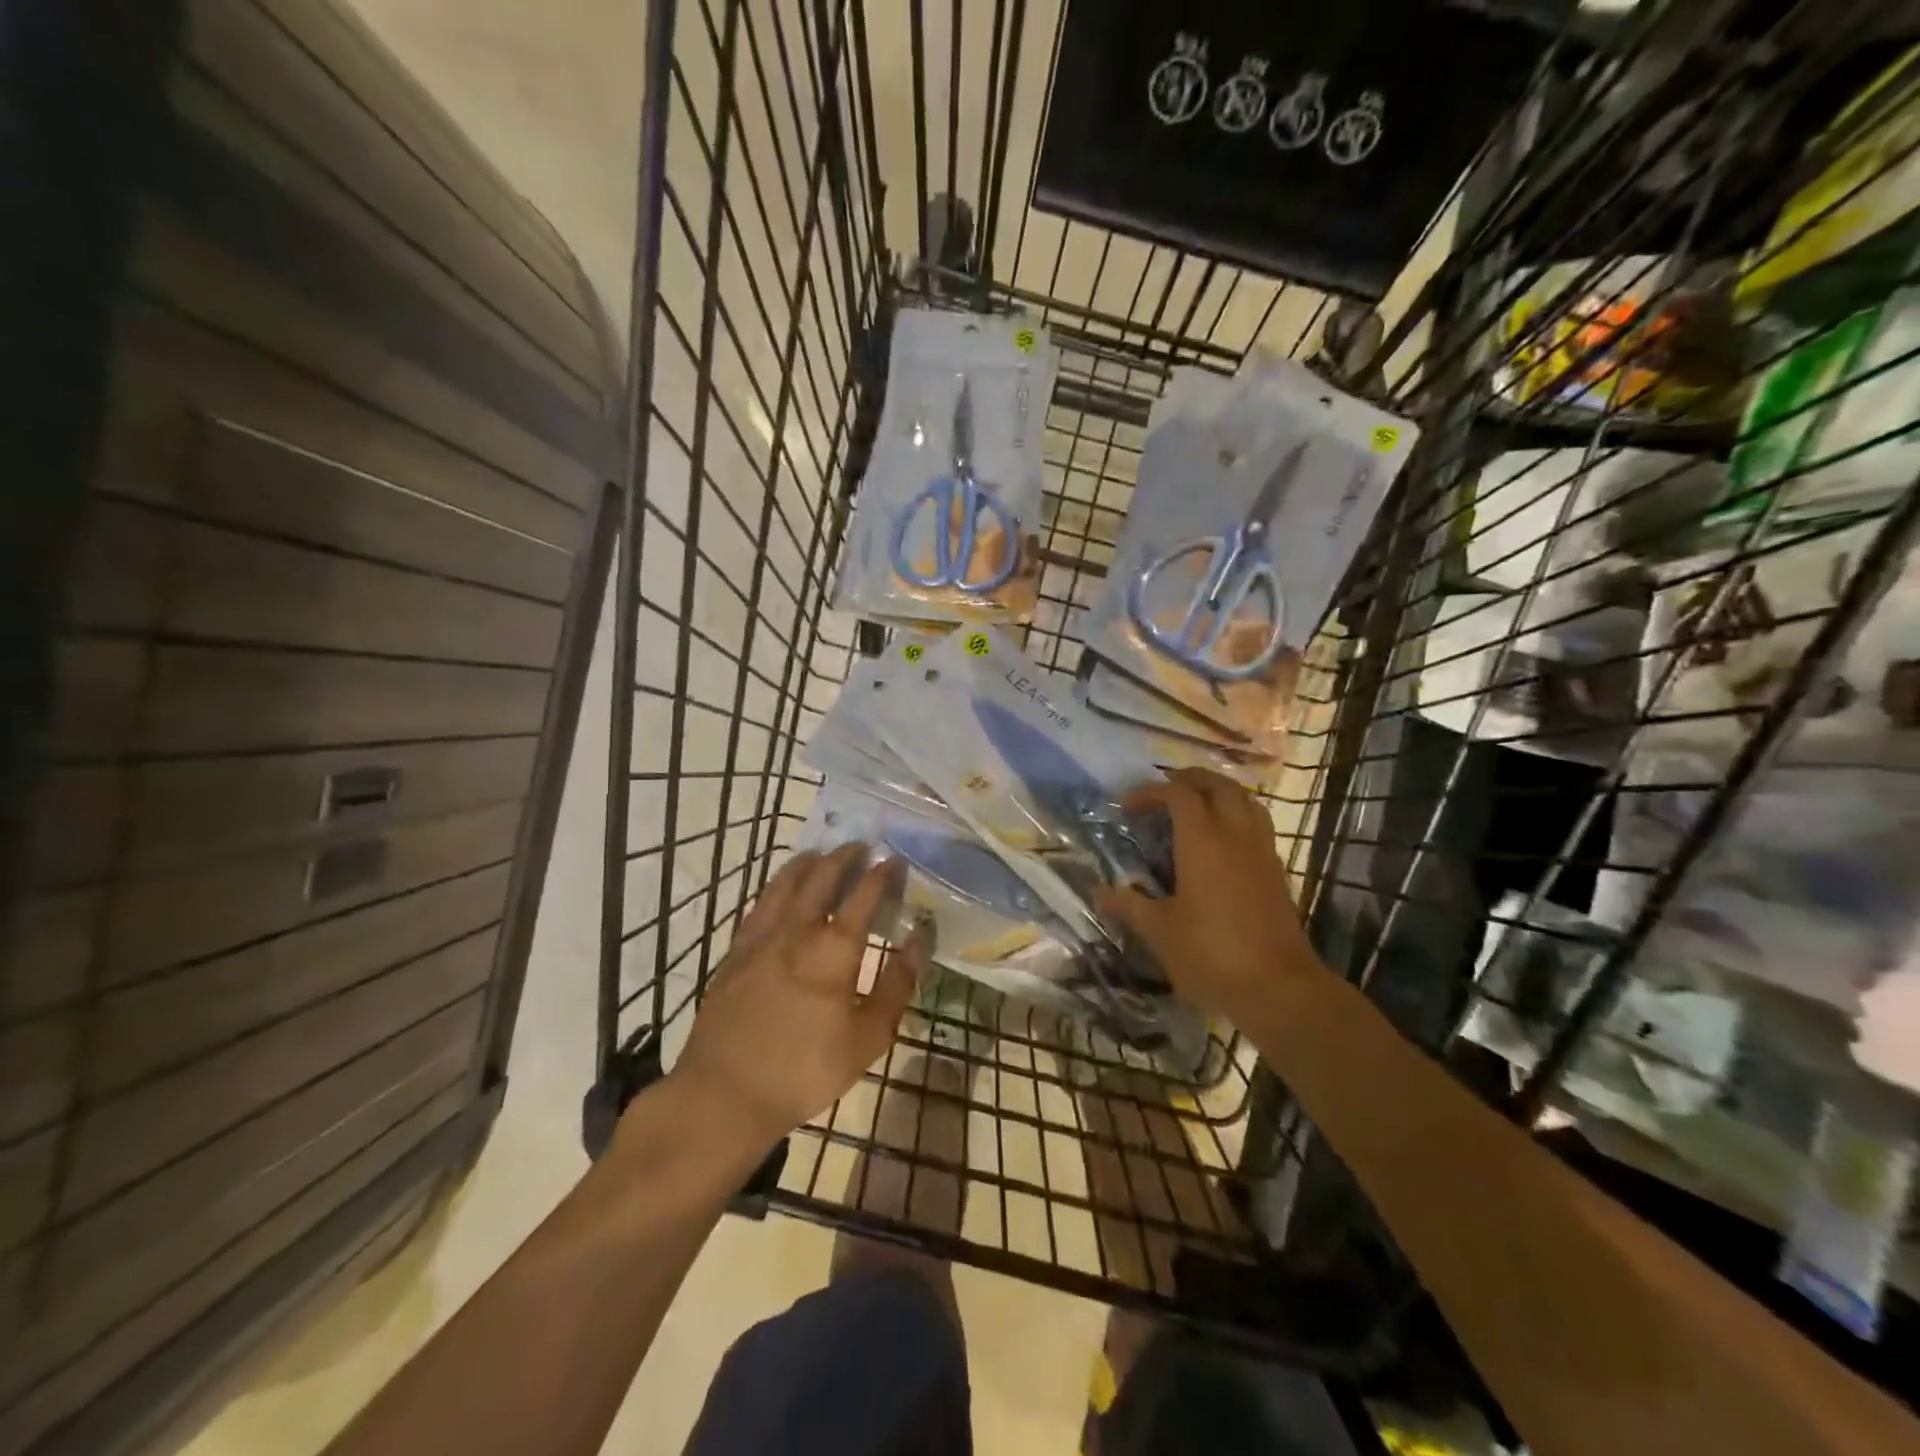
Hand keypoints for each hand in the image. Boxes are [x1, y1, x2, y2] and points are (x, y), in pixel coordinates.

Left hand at [666, 845, 928, 1152]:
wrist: (725, 1094)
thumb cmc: (806, 1070)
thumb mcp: (869, 1037)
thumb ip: (898, 982)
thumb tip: (922, 936)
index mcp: (834, 947)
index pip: (864, 894)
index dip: (882, 873)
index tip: (894, 861)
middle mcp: (798, 928)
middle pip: (822, 876)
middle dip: (844, 856)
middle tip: (860, 847)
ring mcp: (761, 936)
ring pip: (785, 882)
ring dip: (808, 862)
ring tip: (822, 854)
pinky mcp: (736, 950)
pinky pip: (761, 902)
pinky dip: (778, 885)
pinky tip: (781, 889)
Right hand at [1097, 768, 1325, 1025]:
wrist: (1279, 989)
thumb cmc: (1211, 954)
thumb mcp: (1159, 931)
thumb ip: (1129, 905)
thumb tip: (1098, 892)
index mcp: (1203, 840)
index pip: (1178, 793)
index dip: (1150, 792)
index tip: (1127, 808)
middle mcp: (1235, 835)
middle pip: (1218, 785)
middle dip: (1188, 780)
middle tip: (1163, 794)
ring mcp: (1262, 852)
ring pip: (1245, 801)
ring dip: (1218, 795)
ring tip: (1194, 810)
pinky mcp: (1277, 872)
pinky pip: (1257, 826)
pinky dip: (1236, 818)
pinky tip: (1220, 846)